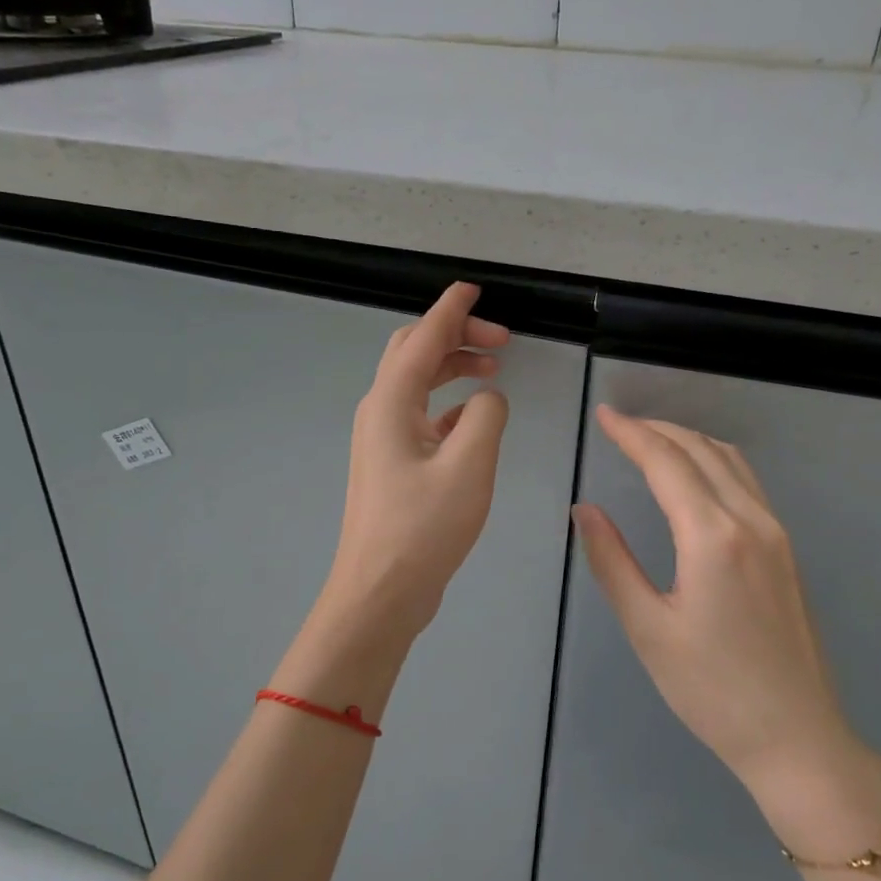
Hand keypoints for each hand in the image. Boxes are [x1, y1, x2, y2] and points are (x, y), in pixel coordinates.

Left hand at [313, 282, 510, 654]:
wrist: (380, 592)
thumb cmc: (422, 528)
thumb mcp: (469, 466)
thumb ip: (485, 416)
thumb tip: (487, 397)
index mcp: (391, 403)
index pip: (422, 338)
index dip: (449, 309)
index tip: (473, 287)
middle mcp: (380, 412)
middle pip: (414, 353)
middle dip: (455, 335)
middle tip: (501, 339)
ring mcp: (382, 439)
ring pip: (417, 383)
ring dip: (453, 366)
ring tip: (494, 367)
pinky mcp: (392, 464)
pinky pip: (421, 415)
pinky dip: (448, 402)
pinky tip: (474, 415)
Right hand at [574, 406, 880, 848]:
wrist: (796, 737)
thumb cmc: (712, 690)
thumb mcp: (648, 628)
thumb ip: (613, 561)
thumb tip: (586, 510)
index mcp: (713, 537)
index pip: (667, 463)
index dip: (632, 434)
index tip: (603, 415)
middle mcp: (751, 521)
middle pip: (701, 450)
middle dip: (657, 429)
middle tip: (619, 424)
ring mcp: (775, 532)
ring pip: (730, 460)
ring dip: (688, 440)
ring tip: (650, 440)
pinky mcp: (786, 549)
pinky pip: (747, 482)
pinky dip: (713, 460)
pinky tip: (694, 474)